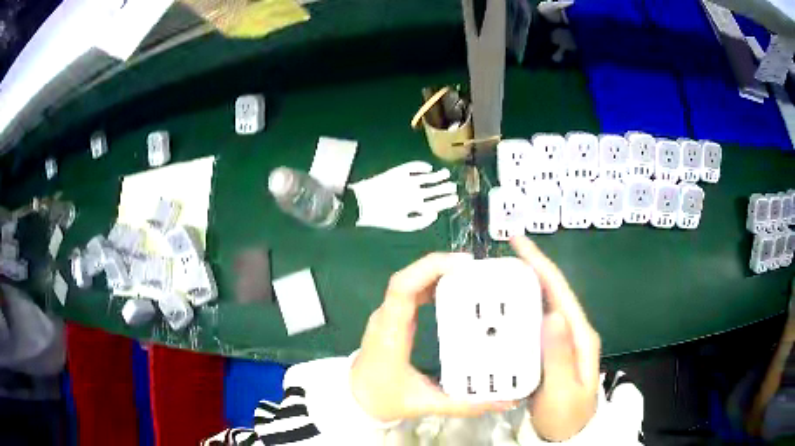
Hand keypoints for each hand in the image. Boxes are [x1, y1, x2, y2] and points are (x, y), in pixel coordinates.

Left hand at [351, 253, 514, 421]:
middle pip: (409, 278)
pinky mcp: (394, 318)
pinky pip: (412, 291)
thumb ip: (463, 405)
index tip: (463, 264)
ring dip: (438, 273)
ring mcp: (388, 315)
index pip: (403, 287)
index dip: (430, 268)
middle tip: (477, 270)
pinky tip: (455, 292)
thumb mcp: (424, 404)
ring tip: (471, 276)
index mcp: (391, 332)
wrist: (354, 398)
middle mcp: (387, 316)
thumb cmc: (381, 398)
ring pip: (410, 281)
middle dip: (441, 267)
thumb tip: (503, 402)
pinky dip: (433, 285)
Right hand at [510, 236, 600, 441]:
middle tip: (499, 259)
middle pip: (551, 292)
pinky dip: (519, 312)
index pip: (560, 291)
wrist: (567, 435)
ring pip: (542, 306)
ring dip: (523, 288)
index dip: (540, 263)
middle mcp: (573, 331)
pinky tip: (502, 312)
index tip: (518, 241)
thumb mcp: (563, 390)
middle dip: (529, 270)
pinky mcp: (551, 351)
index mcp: (580, 335)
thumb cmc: (566, 415)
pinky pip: (534, 324)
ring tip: (496, 279)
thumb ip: (559, 356)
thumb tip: (551, 313)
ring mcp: (562, 341)